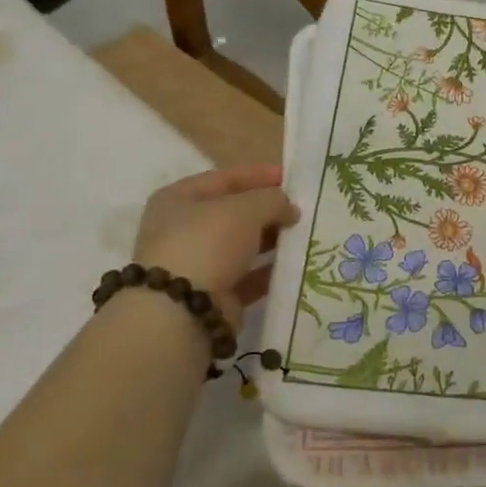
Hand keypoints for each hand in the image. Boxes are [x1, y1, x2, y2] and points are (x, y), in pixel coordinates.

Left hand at [131, 165, 298, 326]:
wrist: (182, 311)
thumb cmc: (207, 243)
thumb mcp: (245, 209)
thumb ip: (272, 200)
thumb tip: (289, 208)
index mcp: (179, 199)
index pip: (225, 178)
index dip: (259, 175)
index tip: (291, 177)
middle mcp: (184, 229)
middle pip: (235, 213)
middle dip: (269, 211)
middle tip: (304, 210)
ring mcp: (198, 264)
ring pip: (244, 246)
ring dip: (273, 241)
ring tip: (306, 236)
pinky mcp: (214, 295)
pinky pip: (249, 277)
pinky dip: (270, 272)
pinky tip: (297, 266)